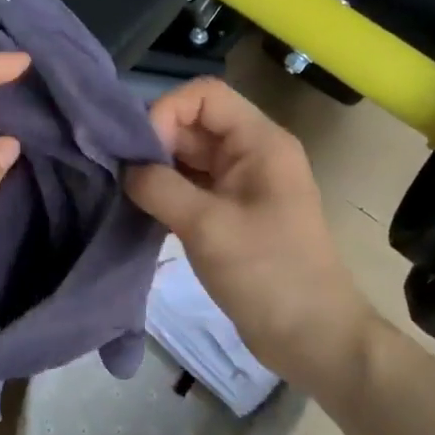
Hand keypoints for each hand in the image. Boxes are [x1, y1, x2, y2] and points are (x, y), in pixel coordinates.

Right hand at [124, 77, 370, 392]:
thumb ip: (159, 187)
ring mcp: (240, 185)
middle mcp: (250, 153)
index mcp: (259, 142)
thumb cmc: (267, 274)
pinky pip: (190, 186)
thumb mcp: (208, 226)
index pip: (204, 95)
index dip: (166, 112)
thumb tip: (124, 169)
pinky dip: (164, 193)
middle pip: (193, 124)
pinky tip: (141, 211)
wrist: (312, 338)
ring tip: (125, 194)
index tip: (140, 153)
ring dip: (156, 170)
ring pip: (188, 157)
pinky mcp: (230, 214)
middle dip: (154, 143)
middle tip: (122, 176)